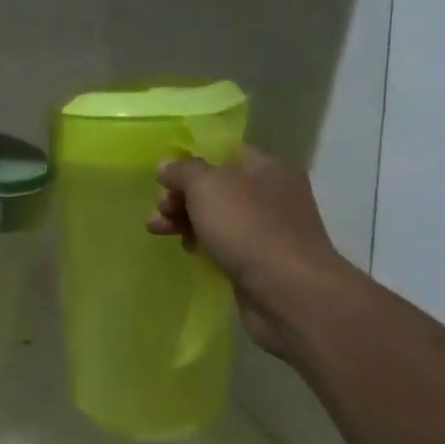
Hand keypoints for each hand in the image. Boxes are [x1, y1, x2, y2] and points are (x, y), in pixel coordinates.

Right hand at [147, 146, 354, 355]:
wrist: (287, 291)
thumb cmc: (248, 228)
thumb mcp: (207, 186)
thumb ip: (183, 171)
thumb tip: (166, 166)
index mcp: (267, 167)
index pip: (224, 152)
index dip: (191, 161)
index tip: (163, 178)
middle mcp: (271, 194)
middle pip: (216, 186)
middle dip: (180, 196)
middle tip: (159, 210)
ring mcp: (268, 229)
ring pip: (216, 216)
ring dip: (184, 220)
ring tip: (157, 231)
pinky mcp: (260, 260)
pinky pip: (224, 243)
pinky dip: (203, 243)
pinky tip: (189, 251)